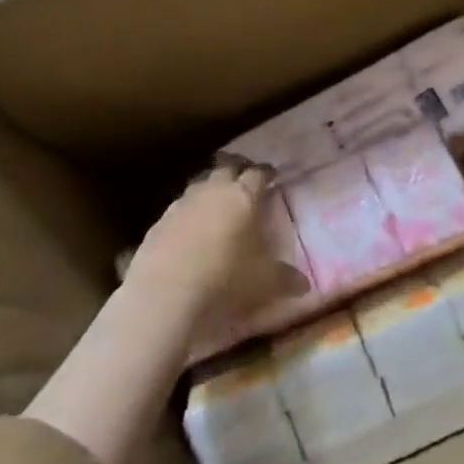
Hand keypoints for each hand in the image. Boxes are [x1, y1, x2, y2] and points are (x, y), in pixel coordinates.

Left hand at [125, 156, 308, 339]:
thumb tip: (305, 285)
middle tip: (244, 179)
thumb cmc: (226, 280)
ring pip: (199, 185)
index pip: (258, 174)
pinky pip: (178, 209)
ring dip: (210, 189)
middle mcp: (212, 191)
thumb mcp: (265, 283)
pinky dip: (188, 214)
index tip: (271, 175)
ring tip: (216, 202)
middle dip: (237, 170)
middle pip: (226, 168)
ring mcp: (182, 204)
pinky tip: (189, 230)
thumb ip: (286, 279)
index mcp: (243, 196)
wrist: (167, 295)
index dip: (266, 173)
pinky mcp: (158, 223)